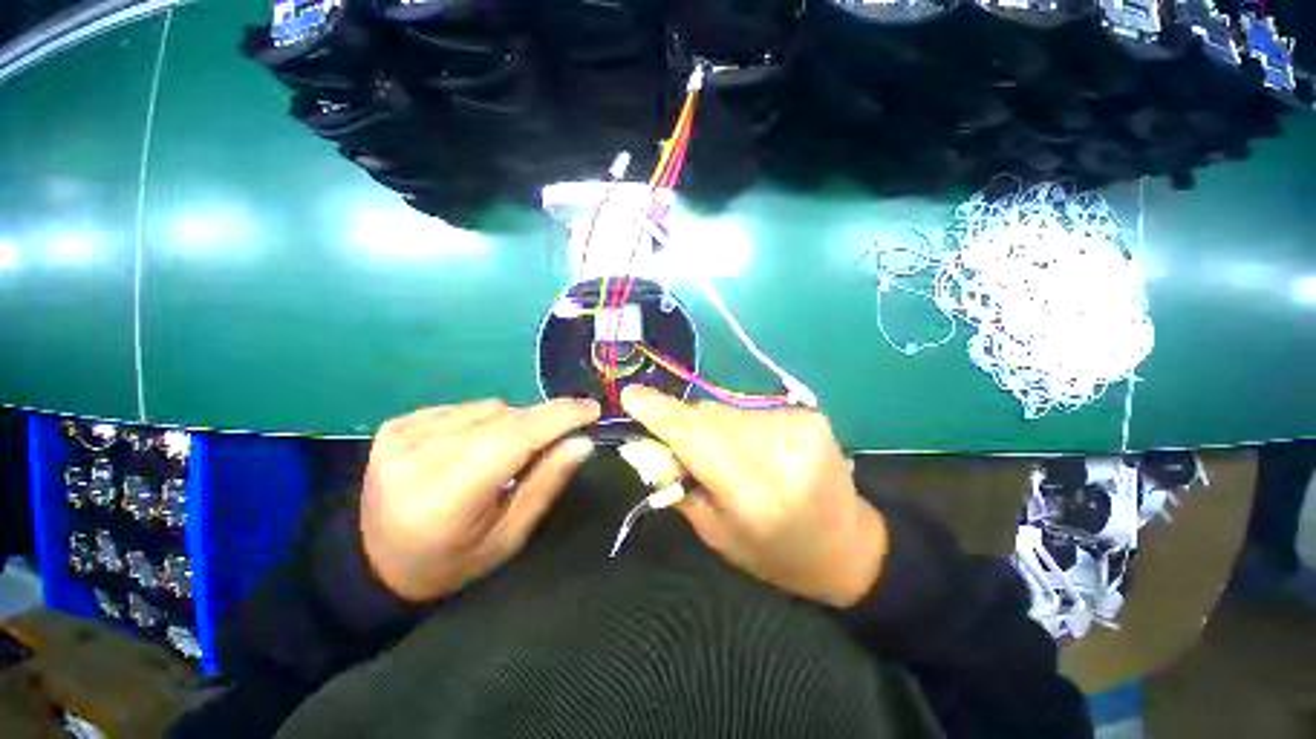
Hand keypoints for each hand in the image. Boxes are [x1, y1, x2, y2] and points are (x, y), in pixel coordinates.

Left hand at [361, 398, 599, 601]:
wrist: (374, 561)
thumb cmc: (450, 561)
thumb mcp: (508, 537)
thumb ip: (546, 484)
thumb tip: (582, 441)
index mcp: (444, 497)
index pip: (513, 439)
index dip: (557, 418)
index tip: (592, 409)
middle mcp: (417, 456)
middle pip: (504, 418)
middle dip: (542, 422)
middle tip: (560, 438)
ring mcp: (402, 434)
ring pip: (488, 407)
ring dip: (512, 424)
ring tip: (507, 454)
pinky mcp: (398, 423)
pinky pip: (466, 408)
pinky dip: (485, 422)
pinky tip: (476, 447)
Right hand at [621, 386, 886, 607]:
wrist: (845, 545)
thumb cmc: (773, 552)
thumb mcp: (715, 531)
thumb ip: (678, 484)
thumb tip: (648, 442)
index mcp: (755, 496)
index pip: (697, 438)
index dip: (660, 413)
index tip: (630, 395)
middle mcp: (780, 454)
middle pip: (709, 416)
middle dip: (684, 423)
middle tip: (677, 444)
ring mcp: (801, 427)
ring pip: (727, 409)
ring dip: (712, 424)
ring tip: (724, 453)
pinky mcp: (811, 415)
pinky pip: (749, 409)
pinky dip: (738, 424)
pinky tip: (751, 447)